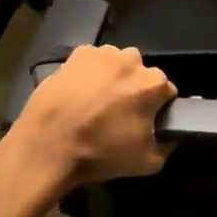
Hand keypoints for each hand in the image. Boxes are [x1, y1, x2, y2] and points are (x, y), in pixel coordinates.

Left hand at [10, 44, 176, 193]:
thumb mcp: (147, 163)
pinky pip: (92, 62)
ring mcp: (103, 53)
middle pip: (140, 73)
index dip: (157, 107)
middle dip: (134, 88)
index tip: (145, 121)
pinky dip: (89, 73)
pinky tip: (78, 93)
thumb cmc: (100, 153)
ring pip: (116, 64)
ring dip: (112, 78)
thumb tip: (168, 136)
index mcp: (153, 83)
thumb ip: (167, 145)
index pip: (166, 91)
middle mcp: (132, 60)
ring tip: (94, 102)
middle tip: (117, 112)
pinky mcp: (77, 54)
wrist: (48, 145)